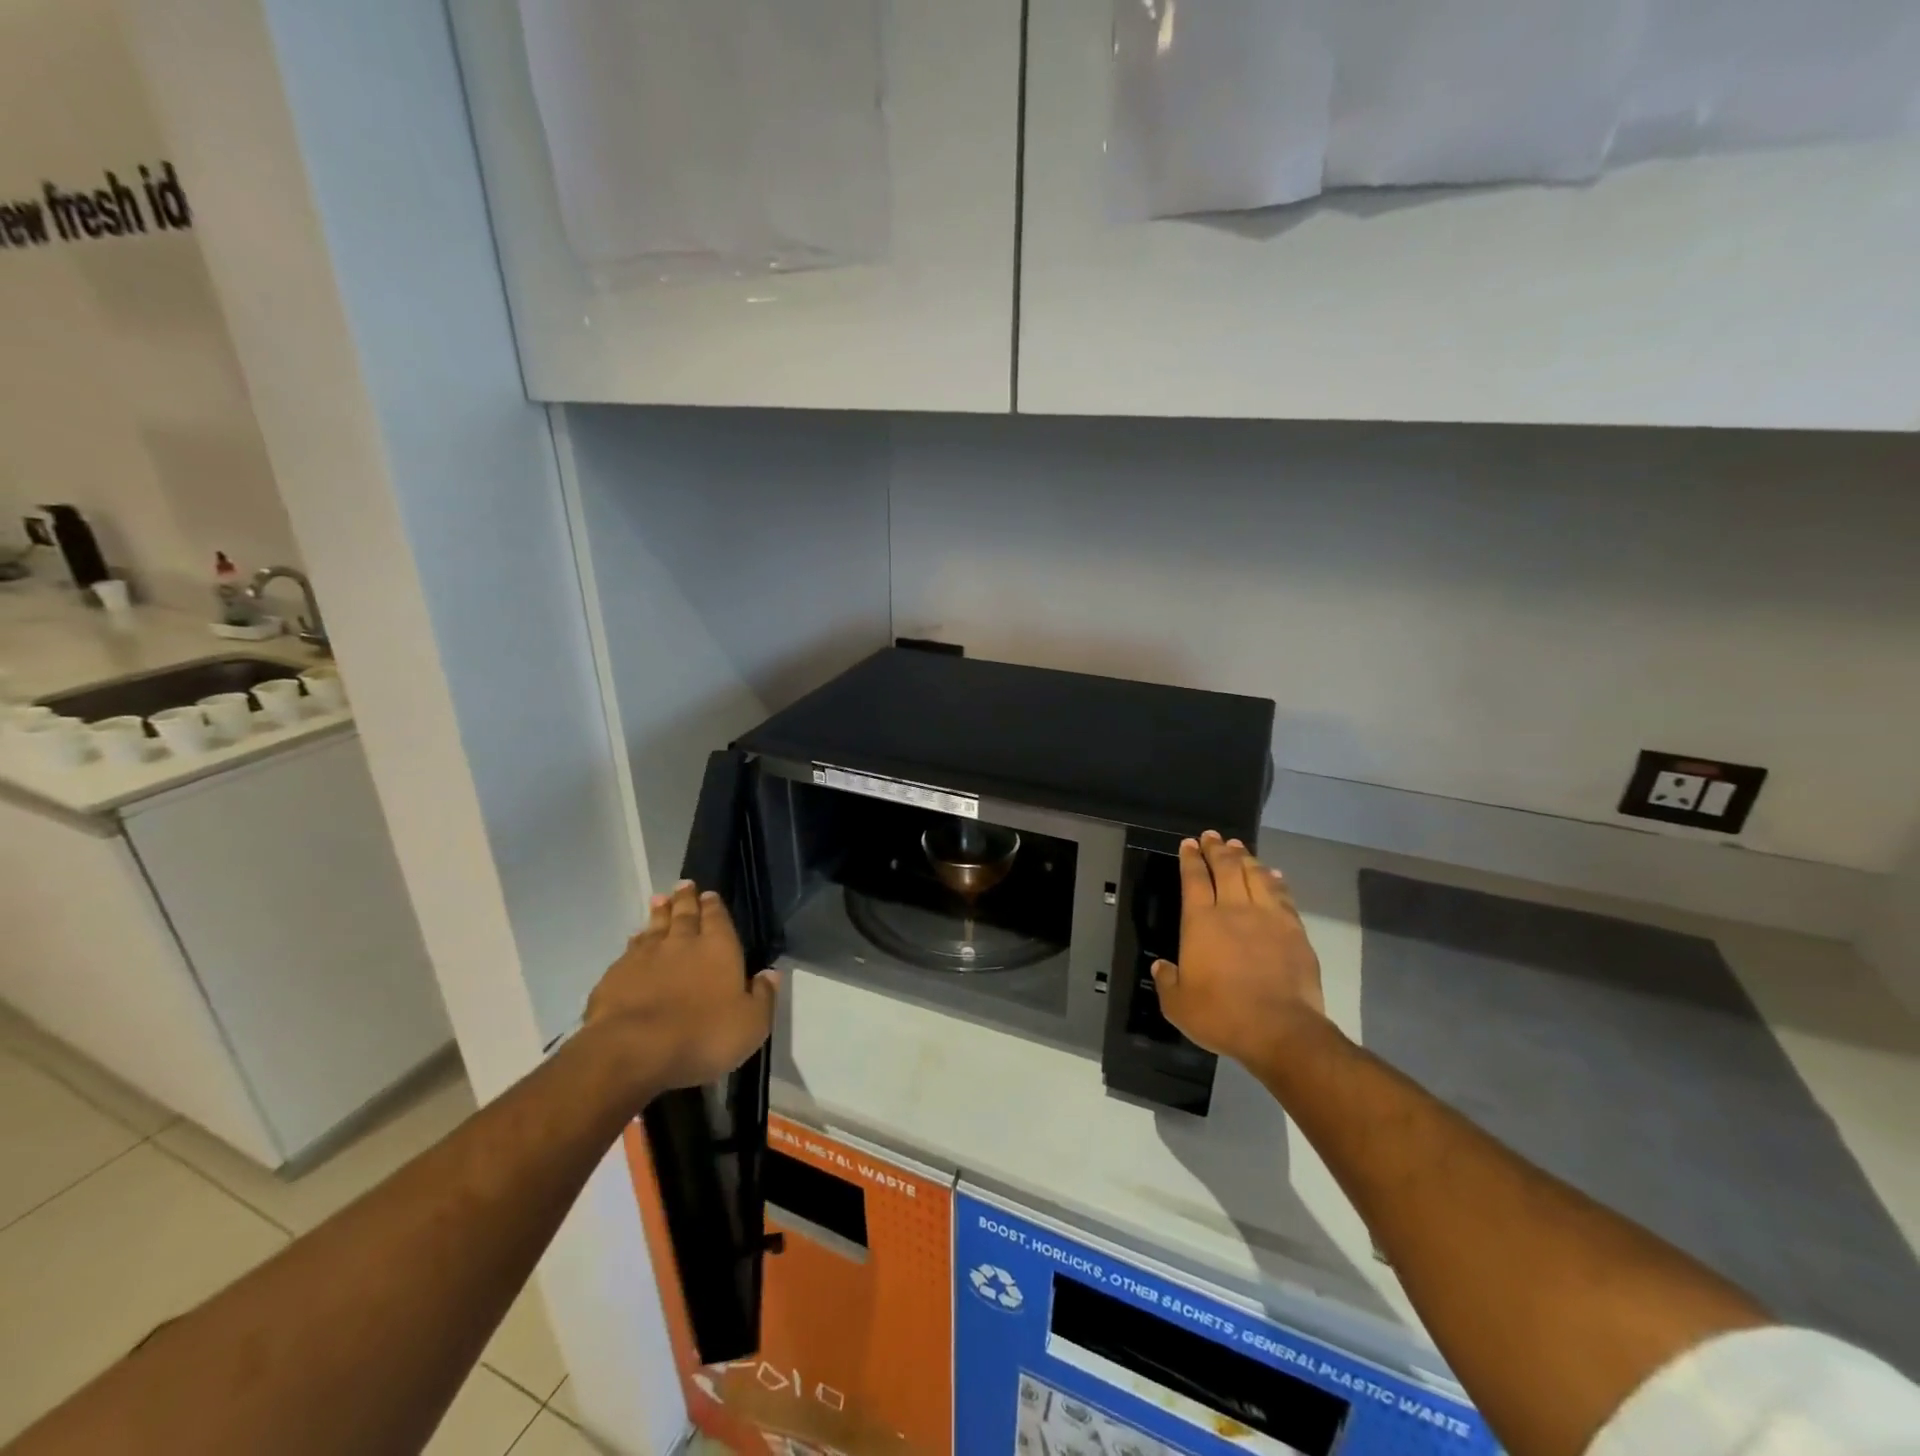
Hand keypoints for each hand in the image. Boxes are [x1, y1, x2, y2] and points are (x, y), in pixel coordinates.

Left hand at [585, 881, 778, 1095]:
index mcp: (719, 949)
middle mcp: (683, 943)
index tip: (710, 894)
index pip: (718, 918)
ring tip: (660, 900)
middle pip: (685, 914)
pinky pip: (631, 948)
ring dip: (659, 912)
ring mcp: (646, 956)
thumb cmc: (703, 1036)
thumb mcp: (751, 1024)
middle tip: (684, 885)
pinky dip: (636, 940)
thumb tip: (771, 974)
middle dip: (686, 899)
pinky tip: (635, 939)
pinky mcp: (617, 974)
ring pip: (655, 926)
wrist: (634, 1049)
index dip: (714, 906)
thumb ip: (763, 996)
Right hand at [1150, 832, 1326, 1070]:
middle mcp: (1234, 910)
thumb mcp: (1178, 1005)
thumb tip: (1161, 966)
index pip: (1194, 879)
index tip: (1189, 844)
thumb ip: (1167, 981)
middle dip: (1216, 849)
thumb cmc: (1222, 1015)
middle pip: (1226, 868)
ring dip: (1245, 858)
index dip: (1190, 858)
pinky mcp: (1294, 931)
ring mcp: (1268, 917)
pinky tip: (1272, 874)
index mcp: (1201, 922)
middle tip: (1212, 836)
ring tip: (1238, 847)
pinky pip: (1283, 895)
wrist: (1281, 1031)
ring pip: (1255, 875)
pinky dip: (1274, 880)